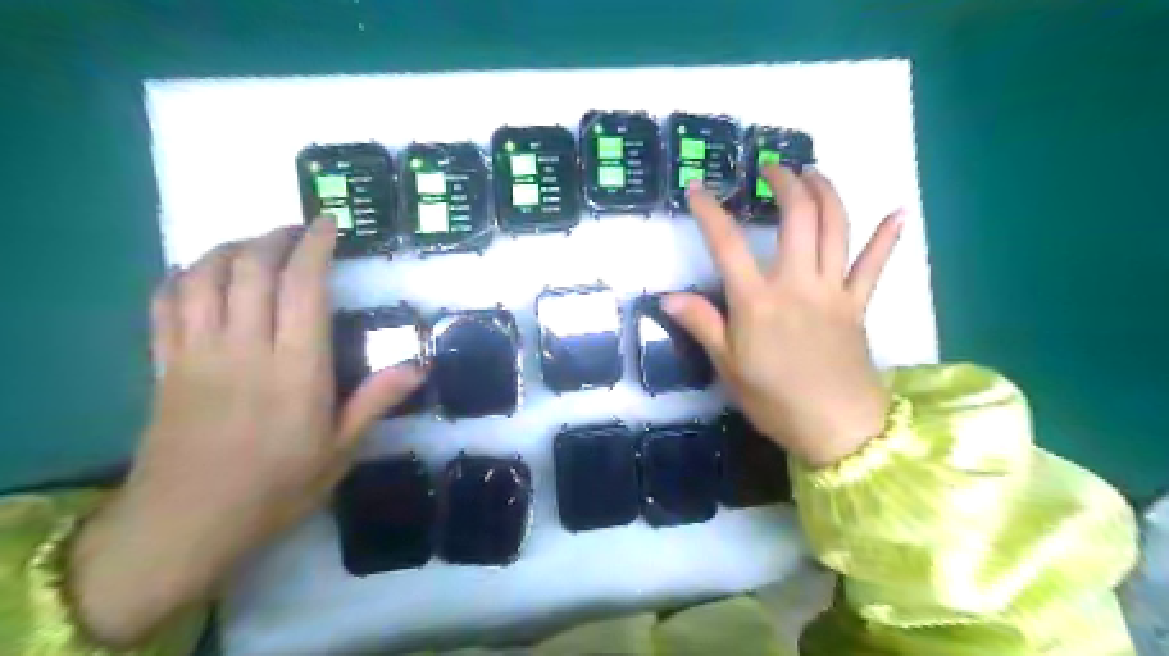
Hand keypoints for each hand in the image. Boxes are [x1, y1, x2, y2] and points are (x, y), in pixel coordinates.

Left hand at [70, 219, 424, 645]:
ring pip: (204, 277)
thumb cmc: (275, 489)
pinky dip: (184, 276)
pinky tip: (202, 272)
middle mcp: (244, 349)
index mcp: (295, 370)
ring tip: (255, 244)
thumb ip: (375, 401)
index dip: (315, 247)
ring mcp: (197, 354)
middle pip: (250, 270)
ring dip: (230, 248)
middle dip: (274, 238)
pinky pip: (165, 304)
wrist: (184, 526)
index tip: (329, 225)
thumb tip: (420, 366)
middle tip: (297, 230)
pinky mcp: (163, 365)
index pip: (302, 289)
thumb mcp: (339, 451)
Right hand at [667, 166, 902, 466]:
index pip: (728, 245)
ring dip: (826, 192)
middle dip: (785, 183)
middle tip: (772, 169)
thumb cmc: (775, 401)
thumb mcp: (728, 367)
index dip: (709, 213)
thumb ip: (702, 325)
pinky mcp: (859, 304)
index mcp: (758, 301)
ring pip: (836, 228)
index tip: (696, 190)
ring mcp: (833, 291)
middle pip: (797, 217)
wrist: (838, 429)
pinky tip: (898, 212)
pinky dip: (887, 238)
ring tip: (813, 174)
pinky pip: (875, 265)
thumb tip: (668, 297)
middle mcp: (797, 284)